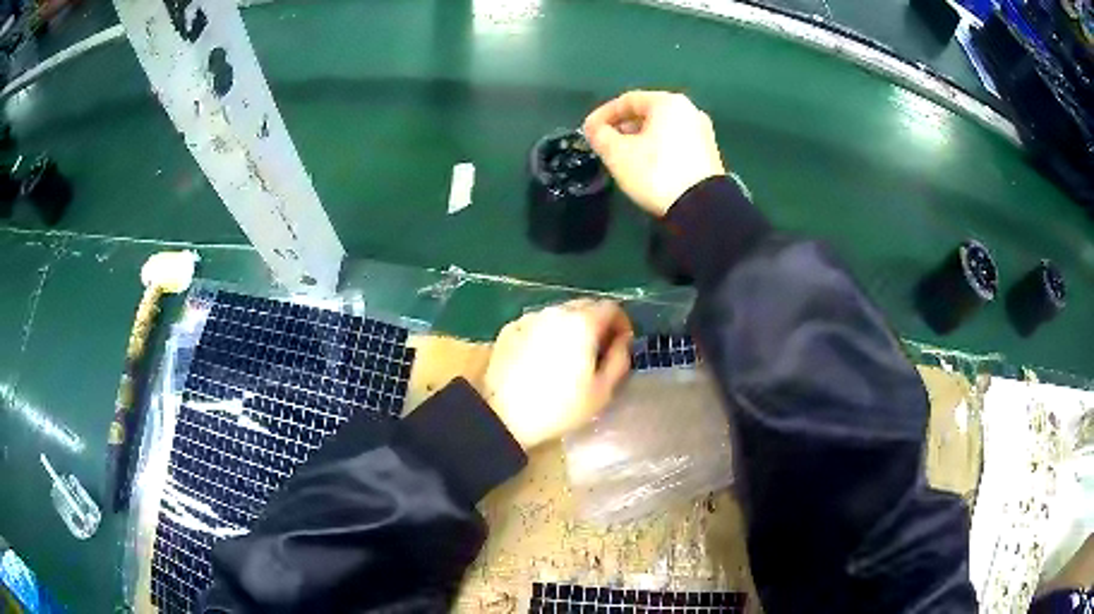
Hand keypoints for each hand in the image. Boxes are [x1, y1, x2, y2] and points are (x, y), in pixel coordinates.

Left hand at [484, 300, 632, 449]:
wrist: (503, 417)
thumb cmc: (559, 407)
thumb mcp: (602, 391)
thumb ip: (620, 359)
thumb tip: (622, 341)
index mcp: (582, 322)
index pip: (611, 307)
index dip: (621, 324)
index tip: (621, 345)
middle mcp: (555, 311)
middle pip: (585, 306)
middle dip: (597, 324)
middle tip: (598, 352)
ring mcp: (529, 318)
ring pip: (560, 314)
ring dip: (571, 328)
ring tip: (569, 357)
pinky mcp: (509, 329)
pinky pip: (537, 324)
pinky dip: (546, 334)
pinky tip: (542, 358)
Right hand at [583, 91, 725, 216]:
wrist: (701, 208)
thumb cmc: (656, 172)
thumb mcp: (617, 153)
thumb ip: (600, 135)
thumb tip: (593, 128)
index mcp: (668, 102)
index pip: (627, 100)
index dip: (603, 114)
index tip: (588, 131)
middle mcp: (690, 111)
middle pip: (647, 113)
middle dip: (622, 127)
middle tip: (604, 144)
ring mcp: (703, 133)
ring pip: (662, 129)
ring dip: (639, 139)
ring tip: (622, 157)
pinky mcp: (709, 155)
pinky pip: (675, 143)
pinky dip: (657, 149)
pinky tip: (646, 166)